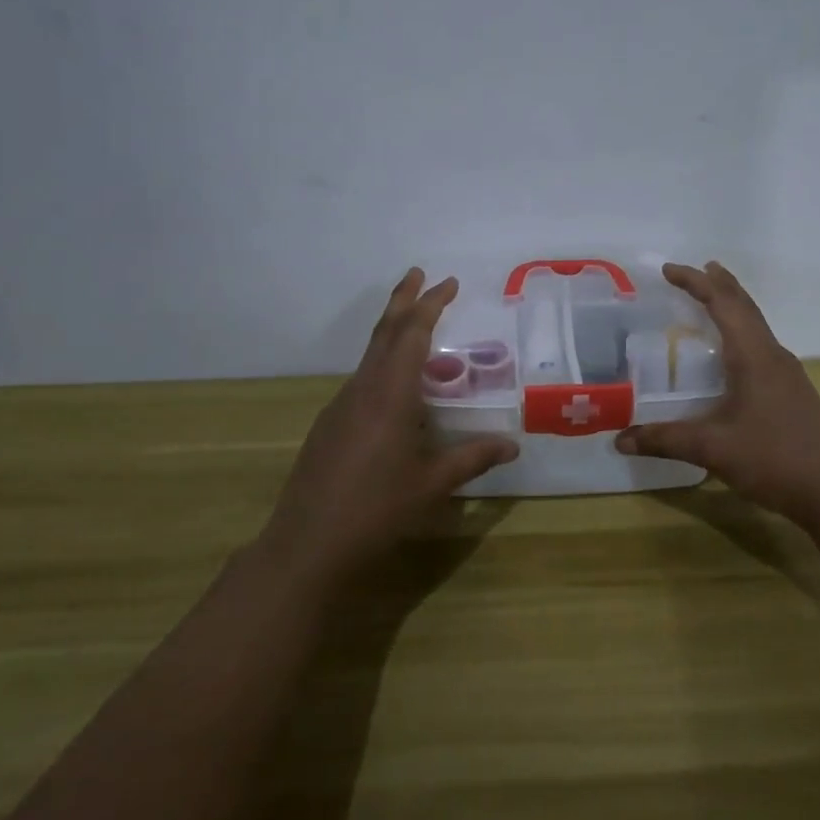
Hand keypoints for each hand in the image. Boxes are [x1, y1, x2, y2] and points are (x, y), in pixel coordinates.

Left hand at [262, 269, 518, 586]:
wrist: (306, 545)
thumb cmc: (376, 509)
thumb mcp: (432, 484)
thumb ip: (472, 459)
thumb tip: (513, 445)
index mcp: (389, 394)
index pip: (412, 334)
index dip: (430, 304)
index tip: (448, 282)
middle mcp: (362, 389)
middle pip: (384, 331)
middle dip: (404, 300)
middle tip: (420, 274)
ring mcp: (340, 406)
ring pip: (370, 355)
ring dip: (393, 332)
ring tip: (417, 328)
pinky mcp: (329, 425)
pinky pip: (362, 380)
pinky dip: (383, 364)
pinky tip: (396, 390)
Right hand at [616, 261, 819, 524]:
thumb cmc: (775, 458)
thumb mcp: (713, 449)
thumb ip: (666, 440)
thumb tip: (620, 440)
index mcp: (753, 355)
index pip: (722, 304)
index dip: (695, 282)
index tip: (668, 270)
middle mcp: (772, 355)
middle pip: (744, 306)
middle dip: (719, 284)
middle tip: (697, 270)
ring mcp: (787, 373)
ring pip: (756, 325)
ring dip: (734, 307)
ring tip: (712, 300)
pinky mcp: (792, 391)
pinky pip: (761, 345)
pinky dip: (741, 332)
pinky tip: (733, 355)